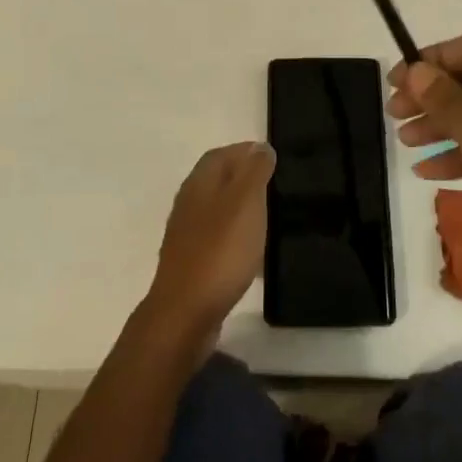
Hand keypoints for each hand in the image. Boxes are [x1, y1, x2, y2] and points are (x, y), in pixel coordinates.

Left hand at [144, 142, 275, 341]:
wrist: (185, 314)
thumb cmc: (220, 251)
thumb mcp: (246, 203)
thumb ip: (254, 172)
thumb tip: (260, 147)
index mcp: (200, 183)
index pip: (221, 154)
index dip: (245, 151)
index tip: (272, 157)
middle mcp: (188, 203)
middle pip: (217, 180)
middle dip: (244, 177)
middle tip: (275, 185)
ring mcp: (187, 235)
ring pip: (217, 209)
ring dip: (240, 208)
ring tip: (269, 216)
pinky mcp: (191, 262)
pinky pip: (217, 238)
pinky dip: (236, 236)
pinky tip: (253, 252)